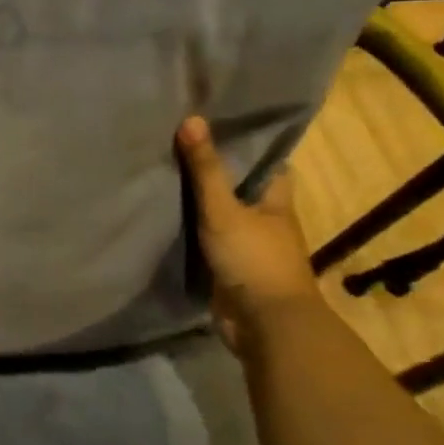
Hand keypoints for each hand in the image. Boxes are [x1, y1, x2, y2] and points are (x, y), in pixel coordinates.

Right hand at [177, 117, 321, 351]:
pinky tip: (167, 216)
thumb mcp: (223, 209)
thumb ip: (206, 169)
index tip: (219, 125)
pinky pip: (209, 241)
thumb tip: (191, 118)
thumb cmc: (254, 259)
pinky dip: (193, 231)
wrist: (265, 326)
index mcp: (277, 201)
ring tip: (166, 174)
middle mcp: (267, 221)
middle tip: (180, 146)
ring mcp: (249, 247)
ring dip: (202, 203)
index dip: (248, 146)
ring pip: (224, 216)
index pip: (269, 164)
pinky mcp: (231, 269)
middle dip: (217, 172)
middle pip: (242, 188)